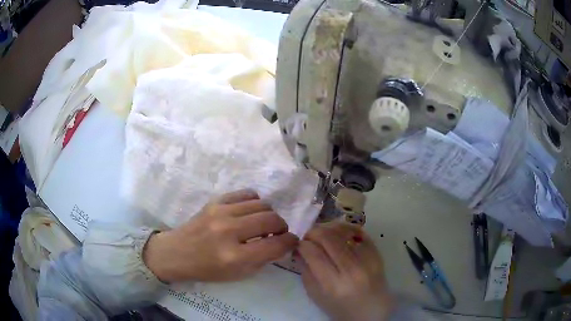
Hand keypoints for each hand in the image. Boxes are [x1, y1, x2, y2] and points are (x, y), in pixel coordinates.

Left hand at [143, 189, 298, 282]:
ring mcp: (221, 212)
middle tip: (277, 233)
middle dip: (282, 227)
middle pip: (272, 219)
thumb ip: (264, 259)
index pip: (276, 244)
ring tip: (263, 223)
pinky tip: (250, 212)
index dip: (290, 242)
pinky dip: (255, 202)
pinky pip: (247, 194)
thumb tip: (283, 243)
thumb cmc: (208, 269)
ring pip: (262, 204)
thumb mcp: (238, 274)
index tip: (291, 241)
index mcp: (235, 257)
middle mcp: (229, 231)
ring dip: (269, 215)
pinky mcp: (215, 201)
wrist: (177, 253)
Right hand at [297, 222, 395, 320]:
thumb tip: (299, 248)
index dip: (302, 244)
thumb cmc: (340, 308)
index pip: (313, 253)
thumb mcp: (316, 296)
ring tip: (322, 233)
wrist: (372, 310)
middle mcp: (351, 269)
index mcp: (333, 284)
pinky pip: (359, 231)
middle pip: (328, 238)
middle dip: (313, 232)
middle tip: (308, 236)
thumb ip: (306, 271)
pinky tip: (338, 233)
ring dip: (327, 228)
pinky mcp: (377, 252)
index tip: (299, 244)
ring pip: (343, 231)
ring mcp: (367, 259)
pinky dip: (345, 229)